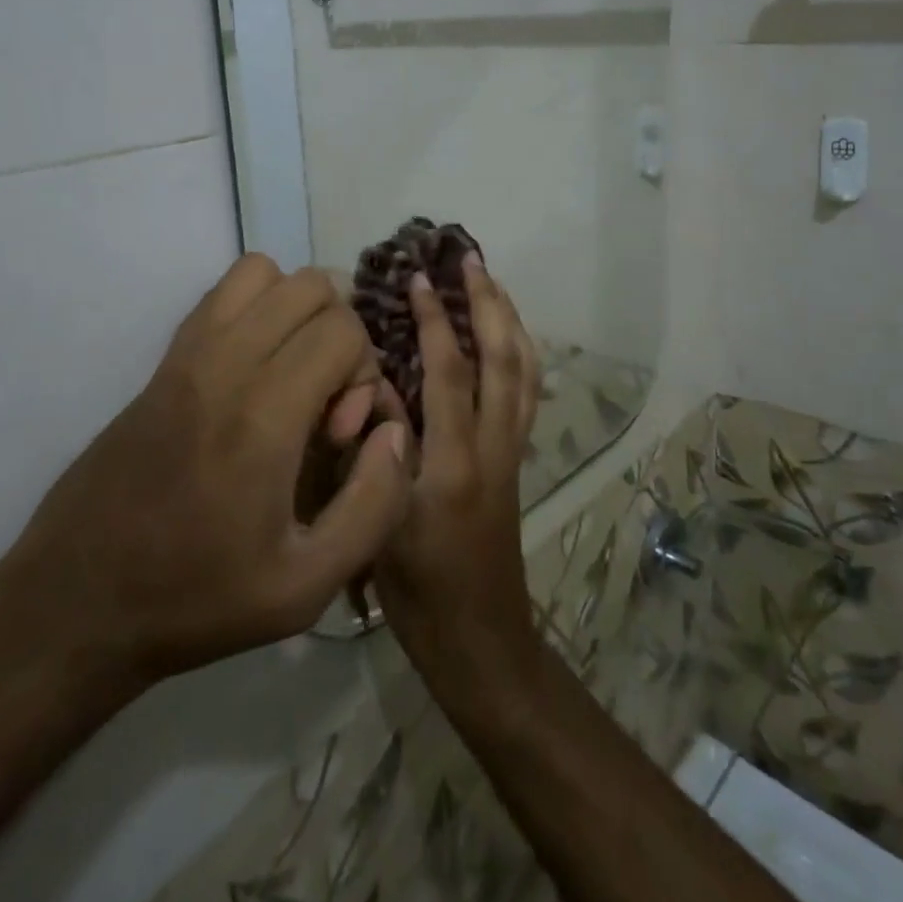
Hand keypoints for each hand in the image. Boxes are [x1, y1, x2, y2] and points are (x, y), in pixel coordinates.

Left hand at [0, 255, 413, 692]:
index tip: (340, 434)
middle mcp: (224, 364)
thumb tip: (394, 431)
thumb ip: (374, 505)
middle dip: (340, 334)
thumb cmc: (196, 599)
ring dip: (297, 310)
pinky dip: (257, 306)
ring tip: (293, 373)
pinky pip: (222, 291)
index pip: (342, 329)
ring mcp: (186, 353)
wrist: (77, 599)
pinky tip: (255, 368)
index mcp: (262, 416)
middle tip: (322, 401)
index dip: (362, 374)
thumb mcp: (306, 587)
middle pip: (311, 286)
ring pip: (264, 271)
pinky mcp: (164, 358)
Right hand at [375, 254, 541, 692]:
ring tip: (491, 283)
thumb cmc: (419, 593)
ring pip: (525, 371)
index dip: (436, 321)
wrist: (480, 641)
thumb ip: (378, 450)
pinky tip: (506, 337)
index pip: (450, 374)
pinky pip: (527, 392)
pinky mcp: (518, 461)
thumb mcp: (381, 525)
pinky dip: (520, 353)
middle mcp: (495, 449)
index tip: (419, 279)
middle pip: (504, 360)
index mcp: (454, 465)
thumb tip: (375, 384)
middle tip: (470, 260)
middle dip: (489, 304)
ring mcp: (513, 453)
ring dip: (510, 320)